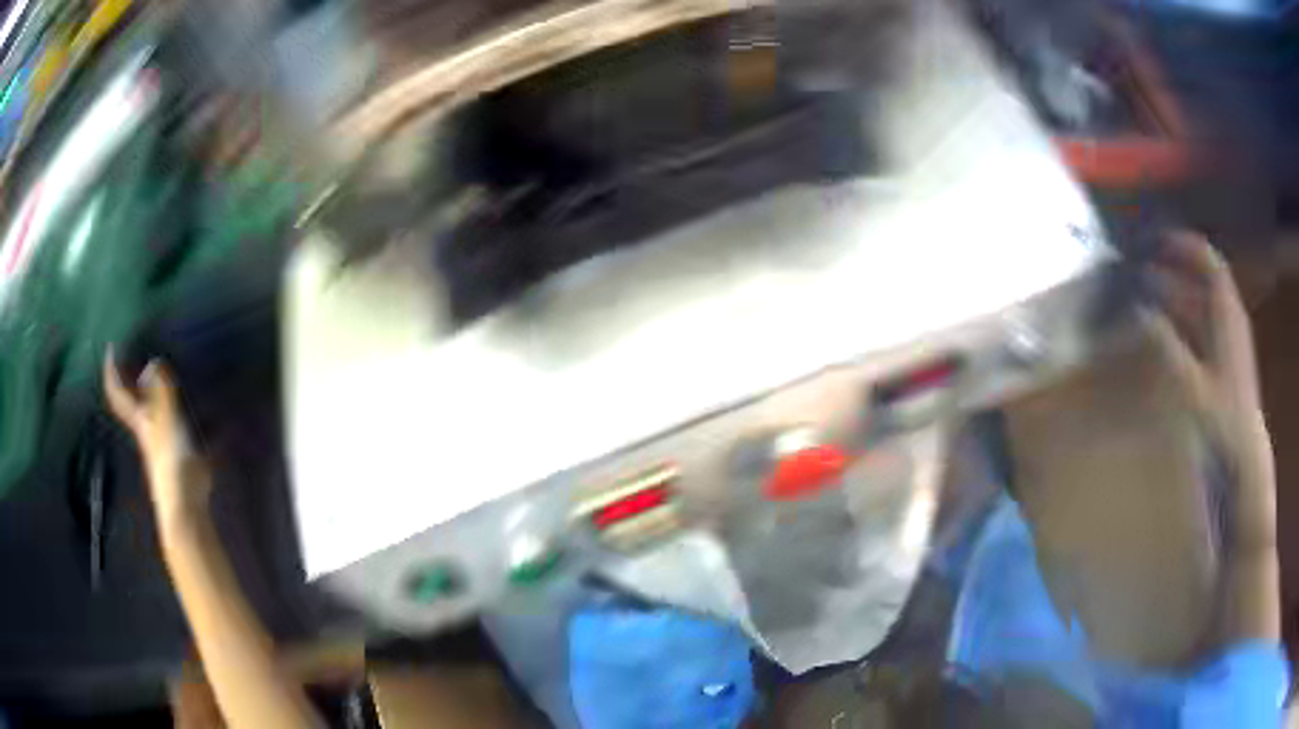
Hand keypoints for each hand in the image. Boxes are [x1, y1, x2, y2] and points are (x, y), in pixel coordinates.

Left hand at [103, 352, 207, 530]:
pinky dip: (186, 415)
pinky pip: (180, 427)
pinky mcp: (181, 456)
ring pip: (157, 414)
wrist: (186, 505)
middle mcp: (148, 430)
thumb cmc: (172, 461)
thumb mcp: (166, 420)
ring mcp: (163, 445)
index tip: (111, 348)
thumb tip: (152, 363)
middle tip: (140, 355)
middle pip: (135, 403)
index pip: (119, 394)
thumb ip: (162, 391)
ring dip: (161, 396)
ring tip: (172, 376)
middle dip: (134, 382)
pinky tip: (201, 410)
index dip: (112, 371)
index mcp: (141, 421)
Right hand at [1144, 232, 1274, 543]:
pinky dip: (1181, 330)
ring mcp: (1227, 349)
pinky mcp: (1223, 372)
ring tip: (1145, 305)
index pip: (1210, 265)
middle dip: (1172, 275)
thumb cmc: (1223, 423)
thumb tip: (1139, 312)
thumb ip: (1167, 346)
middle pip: (1201, 286)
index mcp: (1227, 318)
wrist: (1244, 466)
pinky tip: (1162, 343)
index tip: (1157, 241)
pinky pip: (1200, 336)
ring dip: (1174, 304)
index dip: (1186, 248)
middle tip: (1139, 275)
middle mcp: (1229, 325)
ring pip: (1200, 312)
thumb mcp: (1192, 385)